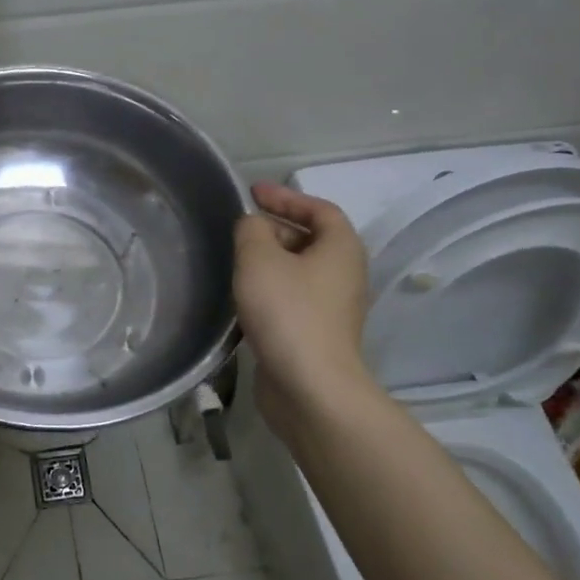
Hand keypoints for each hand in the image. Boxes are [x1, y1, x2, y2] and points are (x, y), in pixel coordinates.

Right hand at [234, 182, 379, 441]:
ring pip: (299, 270)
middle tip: (240, 228)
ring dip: (270, 260)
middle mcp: (344, 274)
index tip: (253, 193)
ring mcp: (332, 307)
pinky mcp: (316, 333)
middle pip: (311, 238)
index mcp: (341, 248)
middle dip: (276, 228)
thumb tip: (253, 225)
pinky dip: (270, 288)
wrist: (310, 387)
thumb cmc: (287, 312)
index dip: (286, 196)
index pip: (319, 209)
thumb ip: (252, 230)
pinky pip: (292, 297)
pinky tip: (243, 297)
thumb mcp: (259, 258)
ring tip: (235, 259)